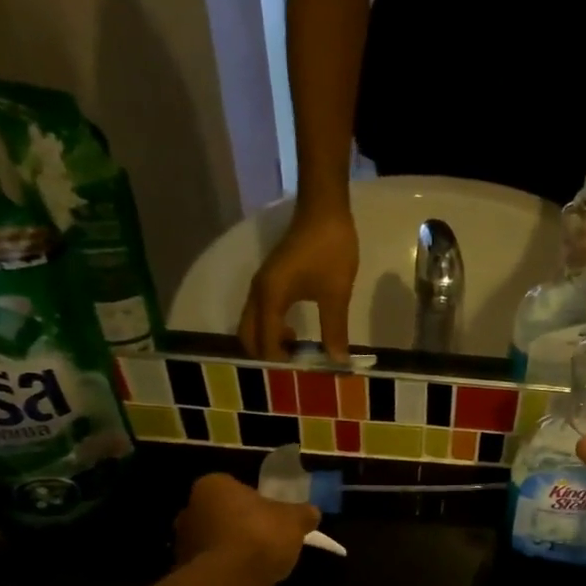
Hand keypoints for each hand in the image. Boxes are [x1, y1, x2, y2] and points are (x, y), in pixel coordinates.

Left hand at [174, 474, 319, 585]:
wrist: (231, 581)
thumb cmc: (261, 535)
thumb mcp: (295, 520)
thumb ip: (303, 513)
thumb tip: (311, 513)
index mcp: (213, 486)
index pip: (233, 487)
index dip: (254, 501)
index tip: (271, 515)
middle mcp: (190, 509)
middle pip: (220, 513)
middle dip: (238, 523)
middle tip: (264, 537)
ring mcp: (182, 542)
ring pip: (213, 540)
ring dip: (230, 548)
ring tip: (258, 562)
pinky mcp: (184, 571)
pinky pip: (211, 565)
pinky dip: (225, 569)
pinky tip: (246, 578)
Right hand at [238, 203, 359, 361]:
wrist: (324, 210)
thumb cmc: (330, 250)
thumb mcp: (336, 294)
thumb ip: (335, 330)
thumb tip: (338, 362)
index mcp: (270, 298)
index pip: (265, 343)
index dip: (281, 363)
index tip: (303, 375)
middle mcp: (258, 294)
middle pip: (248, 336)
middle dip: (267, 355)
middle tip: (296, 366)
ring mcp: (261, 286)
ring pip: (253, 324)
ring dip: (268, 342)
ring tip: (298, 352)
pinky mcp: (270, 281)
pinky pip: (261, 313)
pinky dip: (271, 329)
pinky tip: (295, 333)